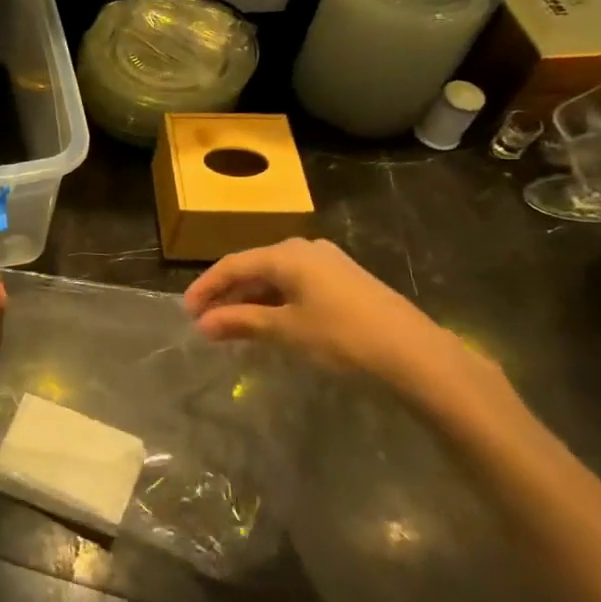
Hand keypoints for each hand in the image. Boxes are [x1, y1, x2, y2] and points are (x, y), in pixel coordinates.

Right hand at [183, 238, 466, 388]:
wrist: (414, 352)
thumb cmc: (342, 335)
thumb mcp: (285, 330)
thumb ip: (241, 322)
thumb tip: (202, 325)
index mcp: (286, 254)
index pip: (233, 265)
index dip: (206, 288)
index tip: (186, 312)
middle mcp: (304, 249)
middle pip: (253, 268)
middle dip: (227, 294)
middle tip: (205, 320)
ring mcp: (327, 263)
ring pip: (275, 277)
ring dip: (250, 300)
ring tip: (231, 326)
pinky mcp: (343, 280)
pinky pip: (295, 285)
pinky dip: (274, 302)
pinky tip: (268, 322)